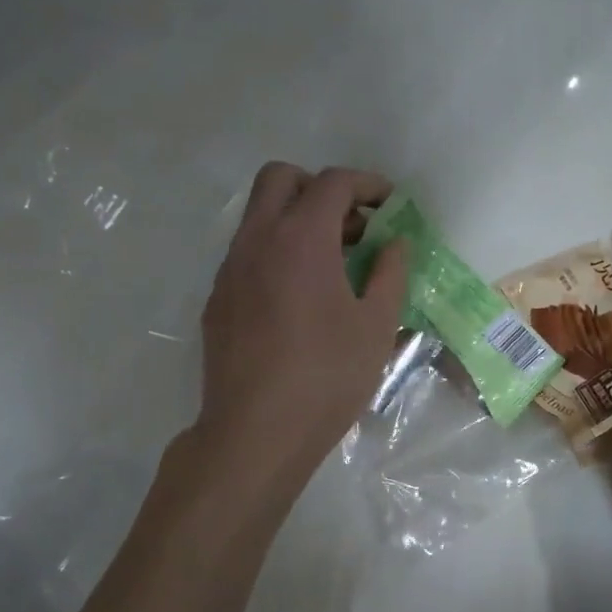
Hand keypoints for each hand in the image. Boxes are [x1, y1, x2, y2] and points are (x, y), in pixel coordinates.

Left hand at [192, 163, 407, 494]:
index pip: (334, 183)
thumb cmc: (327, 377)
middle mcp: (257, 240)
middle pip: (281, 179)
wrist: (256, 432)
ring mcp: (229, 269)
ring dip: (295, 220)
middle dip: (320, 188)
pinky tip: (298, 299)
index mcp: (301, 239)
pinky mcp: (217, 300)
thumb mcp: (376, 326)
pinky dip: (276, 253)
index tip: (390, 205)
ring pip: (258, 216)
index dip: (368, 185)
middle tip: (353, 226)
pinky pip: (247, 254)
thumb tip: (395, 244)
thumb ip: (390, 274)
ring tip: (332, 265)